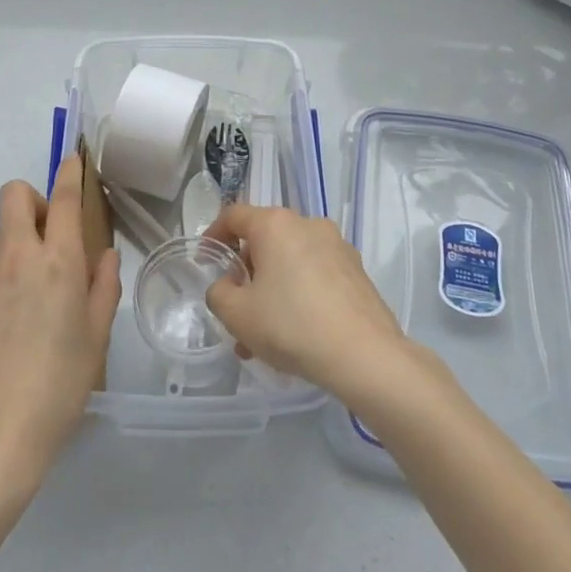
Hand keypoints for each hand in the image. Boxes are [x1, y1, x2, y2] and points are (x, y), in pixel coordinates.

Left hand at [0, 157, 120, 483]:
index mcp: (57, 262)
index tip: (72, 159)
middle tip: (46, 237)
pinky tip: (1, 335)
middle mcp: (16, 258)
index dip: (69, 172)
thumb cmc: (60, 385)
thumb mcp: (97, 336)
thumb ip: (103, 286)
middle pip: (14, 196)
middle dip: (32, 201)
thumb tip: (101, 258)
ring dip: (15, 250)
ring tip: (26, 302)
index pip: (63, 199)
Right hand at [203, 204, 406, 402]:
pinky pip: (315, 276)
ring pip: (291, 262)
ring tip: (263, 338)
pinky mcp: (356, 271)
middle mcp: (308, 224)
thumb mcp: (237, 315)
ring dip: (272, 291)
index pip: (234, 216)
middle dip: (246, 274)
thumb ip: (218, 294)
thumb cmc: (292, 325)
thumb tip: (226, 286)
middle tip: (236, 312)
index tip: (205, 260)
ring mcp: (337, 246)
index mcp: (275, 224)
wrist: (365, 355)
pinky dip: (299, 295)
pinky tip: (296, 335)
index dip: (214, 235)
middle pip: (265, 241)